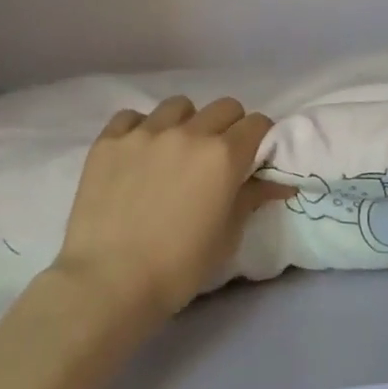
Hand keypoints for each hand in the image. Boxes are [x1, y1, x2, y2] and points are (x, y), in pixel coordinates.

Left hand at [51, 95, 290, 320]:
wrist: (108, 283)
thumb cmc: (178, 267)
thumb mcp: (227, 237)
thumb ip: (252, 198)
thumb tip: (278, 183)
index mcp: (224, 155)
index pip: (258, 123)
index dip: (261, 138)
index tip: (254, 157)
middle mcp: (188, 133)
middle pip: (224, 107)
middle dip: (229, 127)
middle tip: (218, 157)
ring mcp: (145, 132)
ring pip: (179, 106)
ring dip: (186, 123)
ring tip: (175, 151)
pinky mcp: (109, 141)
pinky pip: (132, 117)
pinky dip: (141, 129)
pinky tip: (137, 155)